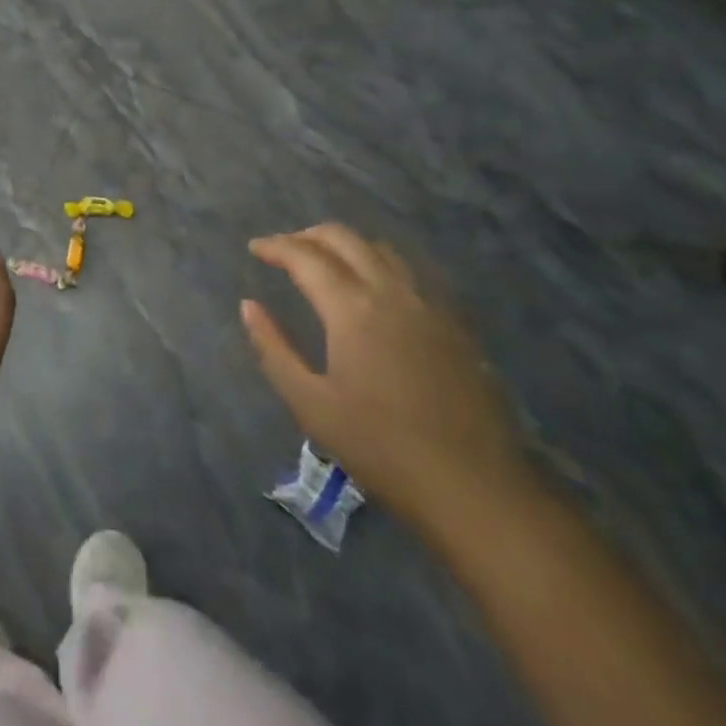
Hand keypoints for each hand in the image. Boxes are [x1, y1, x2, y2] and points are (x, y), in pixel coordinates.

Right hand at [242, 224, 528, 532]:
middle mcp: (391, 292)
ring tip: (324, 261)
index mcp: (352, 308)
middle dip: (308, 235)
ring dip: (346, 245)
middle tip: (284, 249)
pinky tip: (372, 288)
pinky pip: (410, 273)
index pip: (305, 256)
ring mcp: (429, 306)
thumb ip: (273, 349)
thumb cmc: (381, 447)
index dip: (276, 246)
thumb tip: (248, 306)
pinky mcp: (454, 325)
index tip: (255, 248)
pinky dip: (378, 263)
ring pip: (381, 250)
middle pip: (345, 239)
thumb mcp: (310, 404)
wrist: (476, 489)